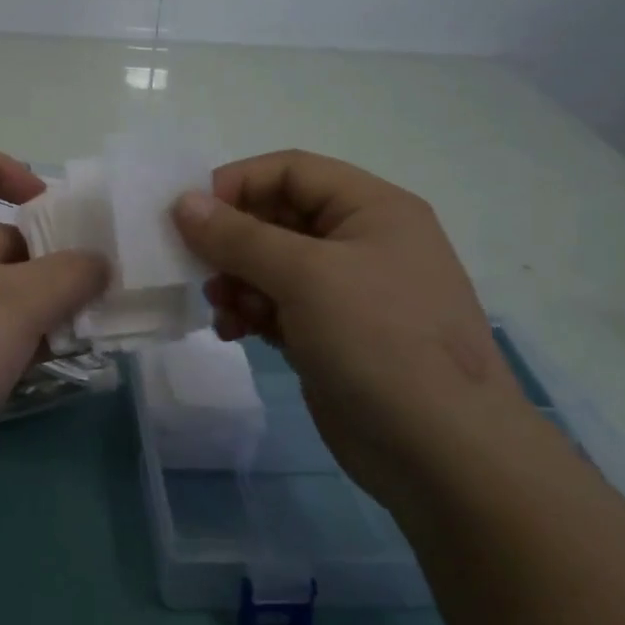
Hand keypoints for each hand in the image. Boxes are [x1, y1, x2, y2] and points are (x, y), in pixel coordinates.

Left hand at [0, 142, 108, 463]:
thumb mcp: (23, 304)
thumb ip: (71, 276)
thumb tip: (97, 263)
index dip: (4, 166)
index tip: (43, 204)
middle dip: (37, 258)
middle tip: (79, 291)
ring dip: (27, 304)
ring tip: (69, 334)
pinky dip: (1, 336)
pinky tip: (34, 366)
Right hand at [171, 150, 525, 499]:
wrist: (441, 454)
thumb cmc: (379, 341)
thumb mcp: (305, 276)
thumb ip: (238, 236)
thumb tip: (182, 202)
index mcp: (372, 209)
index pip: (290, 171)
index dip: (236, 183)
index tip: (188, 214)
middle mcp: (361, 242)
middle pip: (277, 218)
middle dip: (232, 241)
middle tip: (195, 265)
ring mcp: (348, 292)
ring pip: (271, 265)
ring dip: (236, 280)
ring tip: (221, 306)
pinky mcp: (332, 335)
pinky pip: (277, 306)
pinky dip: (250, 312)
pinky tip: (234, 332)